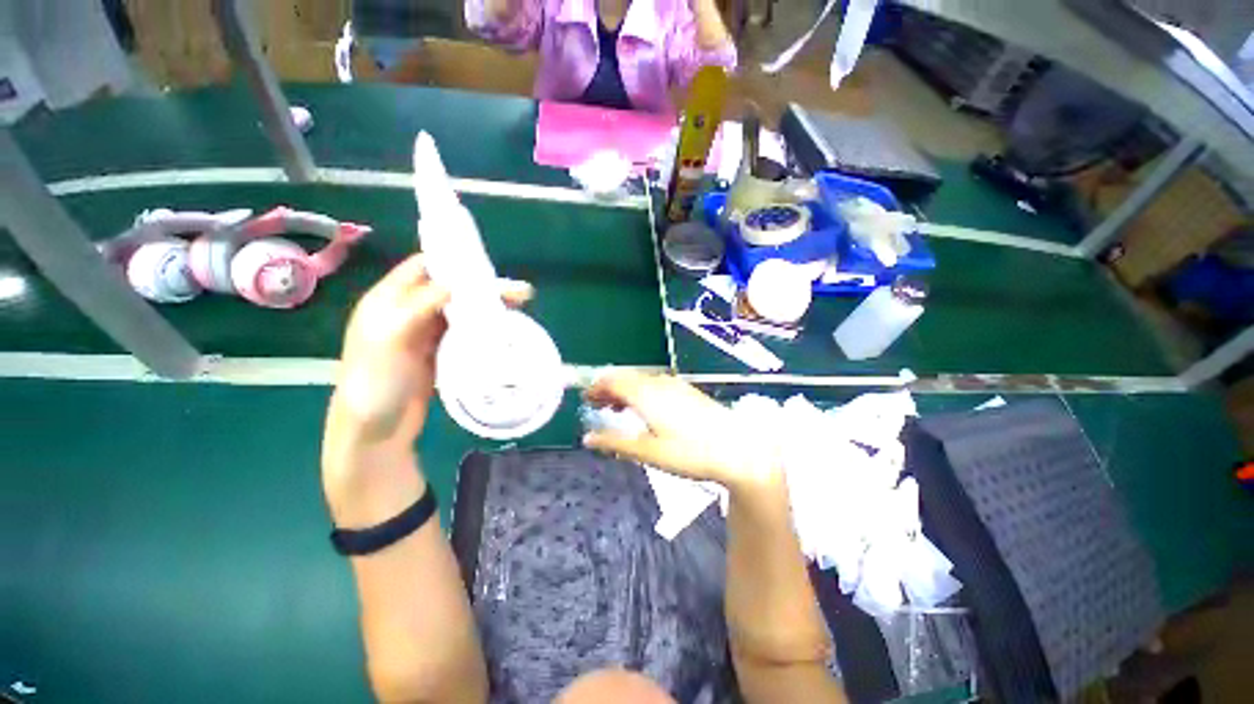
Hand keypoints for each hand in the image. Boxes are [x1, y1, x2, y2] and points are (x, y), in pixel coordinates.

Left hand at [322, 254, 530, 524]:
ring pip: (463, 311)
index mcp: (388, 301)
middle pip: (451, 290)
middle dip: (483, 288)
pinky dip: (485, 328)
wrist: (377, 432)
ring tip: (519, 308)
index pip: (423, 268)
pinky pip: (467, 333)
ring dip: (488, 308)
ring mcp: (427, 334)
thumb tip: (457, 283)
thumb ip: (419, 306)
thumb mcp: (390, 339)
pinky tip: (504, 329)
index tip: (487, 267)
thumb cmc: (376, 382)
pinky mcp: (442, 354)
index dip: (454, 263)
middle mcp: (409, 312)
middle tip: (519, 293)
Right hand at [581, 370, 778, 488]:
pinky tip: (645, 408)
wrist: (737, 450)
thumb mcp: (649, 452)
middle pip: (625, 378)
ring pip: (641, 380)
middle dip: (608, 389)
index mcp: (645, 394)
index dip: (596, 388)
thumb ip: (615, 442)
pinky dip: (641, 392)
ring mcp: (675, 385)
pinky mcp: (687, 391)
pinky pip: (655, 384)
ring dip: (625, 390)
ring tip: (617, 408)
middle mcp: (658, 383)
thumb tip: (588, 437)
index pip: (612, 381)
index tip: (586, 399)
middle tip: (597, 405)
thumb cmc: (690, 453)